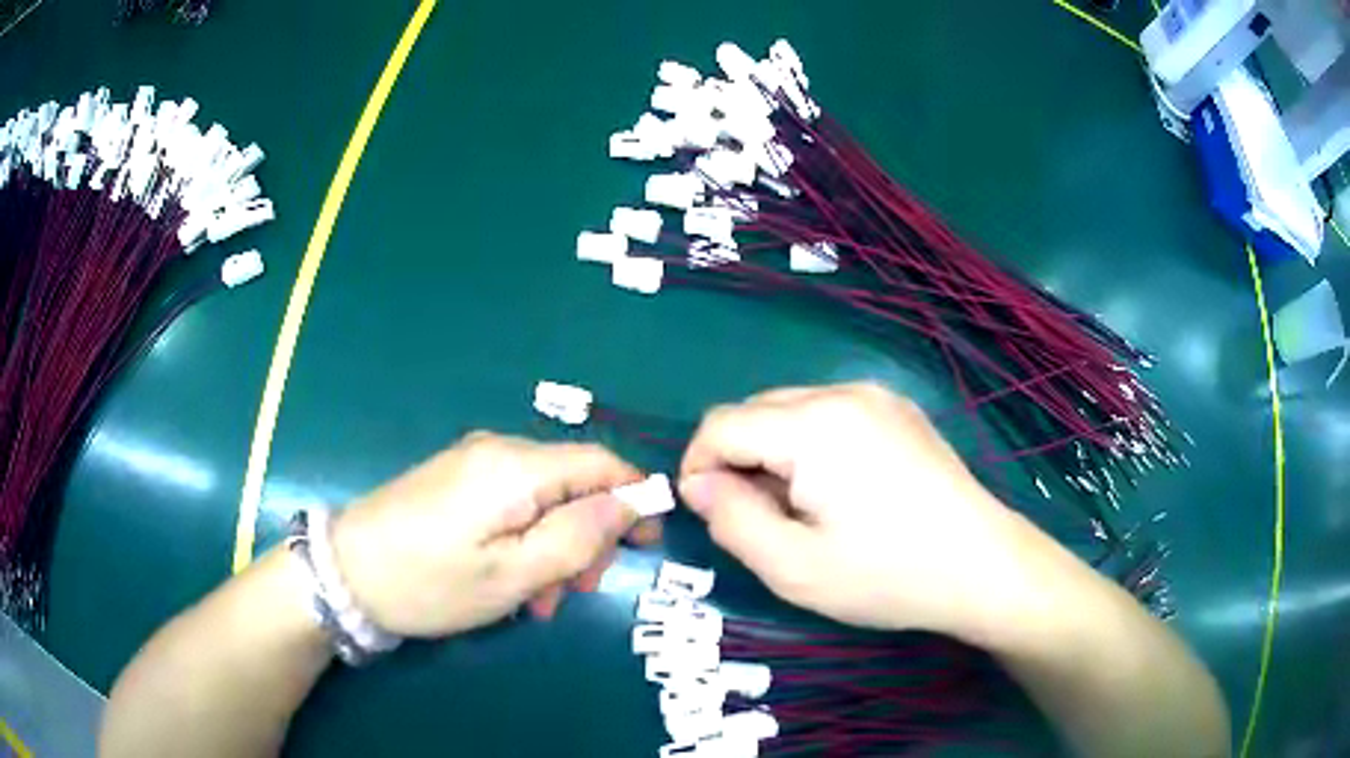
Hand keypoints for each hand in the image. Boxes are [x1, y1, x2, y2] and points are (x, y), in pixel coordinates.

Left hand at [331, 432, 660, 637]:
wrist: (345, 573)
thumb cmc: (431, 582)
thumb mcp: (513, 574)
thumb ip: (578, 536)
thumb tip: (630, 502)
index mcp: (516, 467)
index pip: (601, 463)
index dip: (635, 498)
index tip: (649, 544)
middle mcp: (498, 450)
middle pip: (573, 482)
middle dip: (588, 535)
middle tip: (580, 591)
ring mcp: (472, 462)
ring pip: (543, 498)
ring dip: (555, 546)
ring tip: (540, 600)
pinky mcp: (455, 480)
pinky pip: (511, 503)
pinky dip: (526, 539)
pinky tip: (513, 579)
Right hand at [679, 383, 1028, 637]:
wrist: (983, 566)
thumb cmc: (887, 575)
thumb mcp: (792, 568)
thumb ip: (731, 520)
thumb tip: (699, 484)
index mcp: (813, 425)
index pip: (721, 424)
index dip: (699, 466)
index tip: (709, 513)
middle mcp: (843, 393)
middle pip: (756, 411)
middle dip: (739, 460)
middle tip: (760, 520)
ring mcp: (878, 397)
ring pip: (792, 411)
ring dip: (775, 453)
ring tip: (802, 510)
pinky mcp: (899, 411)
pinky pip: (831, 415)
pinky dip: (811, 446)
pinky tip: (840, 491)